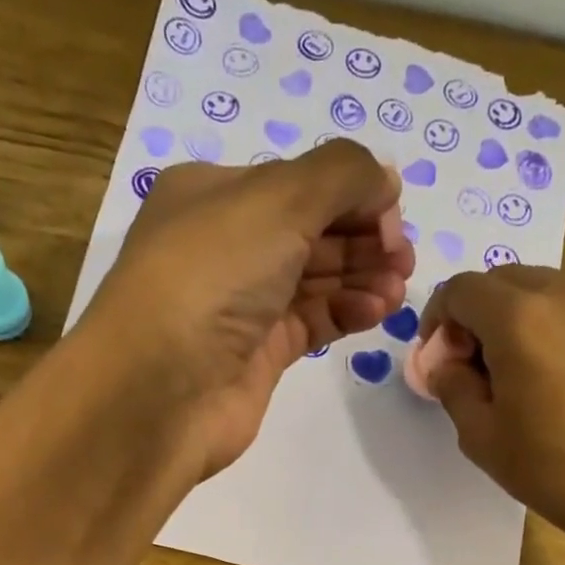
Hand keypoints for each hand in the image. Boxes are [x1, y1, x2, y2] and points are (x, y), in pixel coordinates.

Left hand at [75, 141, 413, 479]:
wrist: (161, 389)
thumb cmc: (211, 276)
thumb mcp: (278, 199)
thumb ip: (342, 175)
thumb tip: (384, 180)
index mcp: (214, 194)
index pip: (297, 184)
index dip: (351, 194)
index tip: (394, 215)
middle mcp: (225, 246)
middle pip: (310, 231)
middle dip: (362, 238)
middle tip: (403, 257)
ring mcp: (241, 305)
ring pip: (315, 280)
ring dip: (362, 277)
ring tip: (398, 287)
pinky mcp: (257, 355)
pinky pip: (311, 322)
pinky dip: (346, 312)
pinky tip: (377, 310)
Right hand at [416, 267, 564, 539]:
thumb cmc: (549, 463)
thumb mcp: (480, 433)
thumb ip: (452, 386)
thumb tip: (445, 365)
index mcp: (517, 317)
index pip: (460, 290)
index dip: (437, 319)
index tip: (437, 358)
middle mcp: (559, 292)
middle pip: (498, 281)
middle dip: (472, 316)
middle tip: (468, 366)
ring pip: (533, 288)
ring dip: (507, 317)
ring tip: (506, 371)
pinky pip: (564, 305)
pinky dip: (541, 323)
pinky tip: (542, 372)